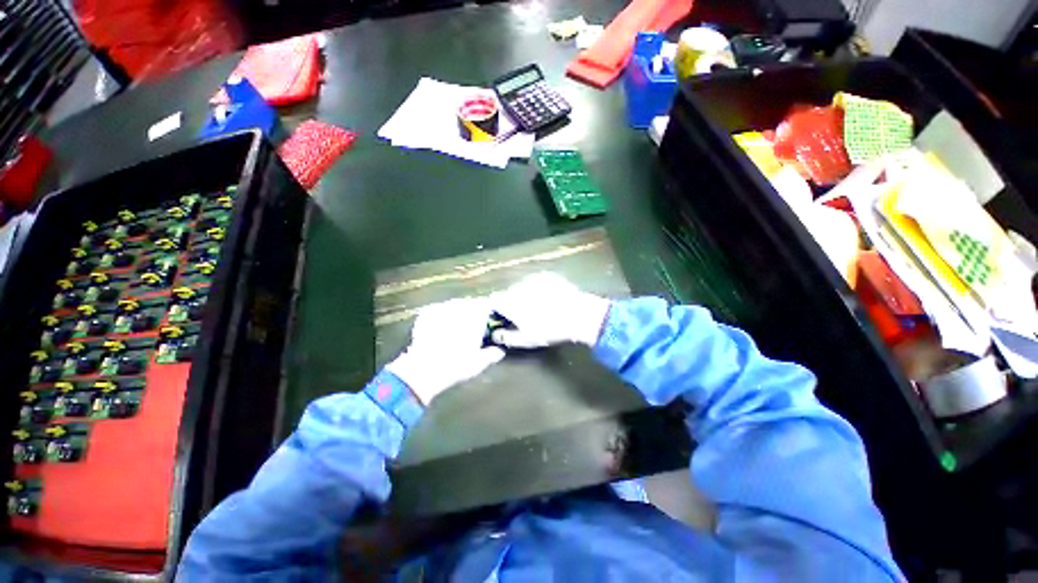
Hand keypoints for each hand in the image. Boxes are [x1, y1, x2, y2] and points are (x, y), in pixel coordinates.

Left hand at [385, 297, 504, 404]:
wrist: (424, 369)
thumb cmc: (456, 365)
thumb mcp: (479, 363)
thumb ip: (492, 354)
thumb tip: (499, 351)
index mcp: (476, 315)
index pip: (486, 305)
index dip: (487, 312)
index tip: (487, 321)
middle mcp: (459, 306)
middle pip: (469, 304)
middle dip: (471, 313)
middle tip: (470, 327)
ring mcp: (441, 308)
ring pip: (453, 306)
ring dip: (456, 313)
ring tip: (453, 328)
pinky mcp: (426, 313)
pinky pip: (437, 310)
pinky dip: (440, 317)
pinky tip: (438, 329)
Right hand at [489, 272, 610, 347]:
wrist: (579, 315)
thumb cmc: (550, 329)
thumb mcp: (526, 339)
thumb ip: (506, 337)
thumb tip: (495, 335)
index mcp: (510, 302)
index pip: (494, 299)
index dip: (497, 308)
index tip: (503, 316)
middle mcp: (519, 287)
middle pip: (508, 292)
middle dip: (512, 302)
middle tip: (524, 314)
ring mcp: (534, 279)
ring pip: (522, 286)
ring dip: (525, 294)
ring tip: (539, 306)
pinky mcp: (547, 276)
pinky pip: (536, 282)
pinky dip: (538, 289)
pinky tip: (549, 298)